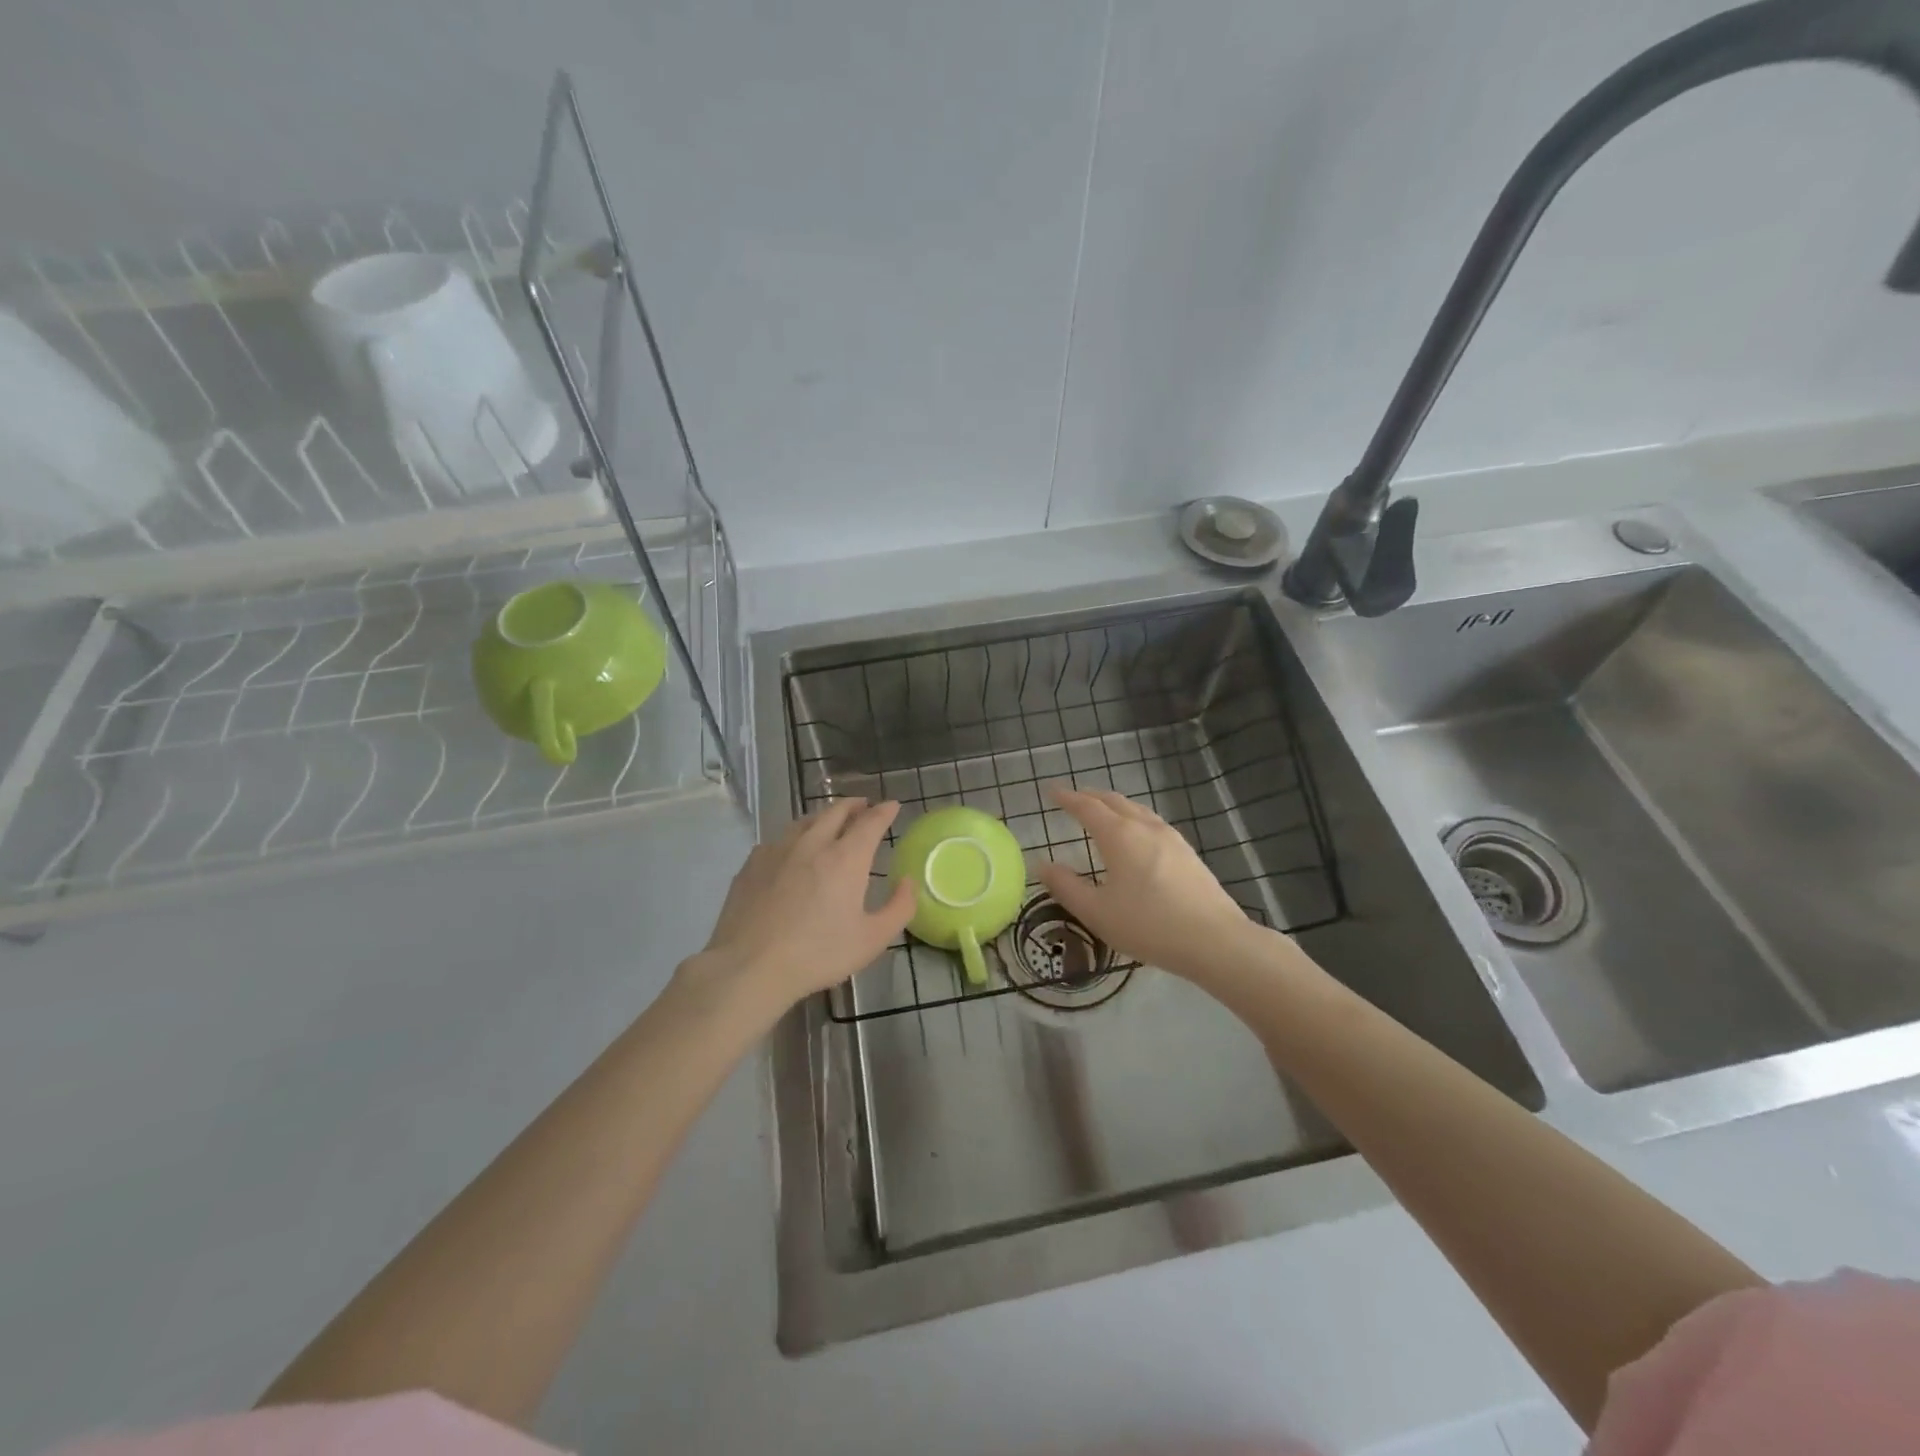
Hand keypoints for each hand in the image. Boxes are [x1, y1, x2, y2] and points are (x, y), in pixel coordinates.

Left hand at [684, 798, 915, 1015]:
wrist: (750, 966)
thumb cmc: (818, 954)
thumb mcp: (872, 939)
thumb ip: (899, 907)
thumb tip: (907, 882)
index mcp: (846, 858)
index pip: (870, 822)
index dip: (884, 811)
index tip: (892, 805)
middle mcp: (812, 843)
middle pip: (835, 812)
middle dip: (854, 805)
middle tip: (863, 805)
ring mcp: (778, 850)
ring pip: (805, 821)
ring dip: (823, 816)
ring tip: (830, 821)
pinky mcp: (752, 863)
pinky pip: (779, 839)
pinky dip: (794, 837)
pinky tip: (791, 850)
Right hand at [1037, 788, 1262, 983]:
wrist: (1215, 941)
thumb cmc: (1148, 925)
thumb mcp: (1097, 912)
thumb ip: (1066, 887)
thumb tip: (1043, 865)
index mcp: (1119, 835)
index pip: (1087, 807)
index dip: (1067, 798)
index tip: (1052, 791)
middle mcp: (1145, 827)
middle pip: (1114, 801)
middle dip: (1091, 796)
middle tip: (1074, 798)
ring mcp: (1171, 838)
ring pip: (1137, 810)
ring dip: (1115, 805)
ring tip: (1104, 812)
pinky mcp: (1188, 854)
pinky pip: (1153, 823)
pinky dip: (1134, 819)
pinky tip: (1138, 837)